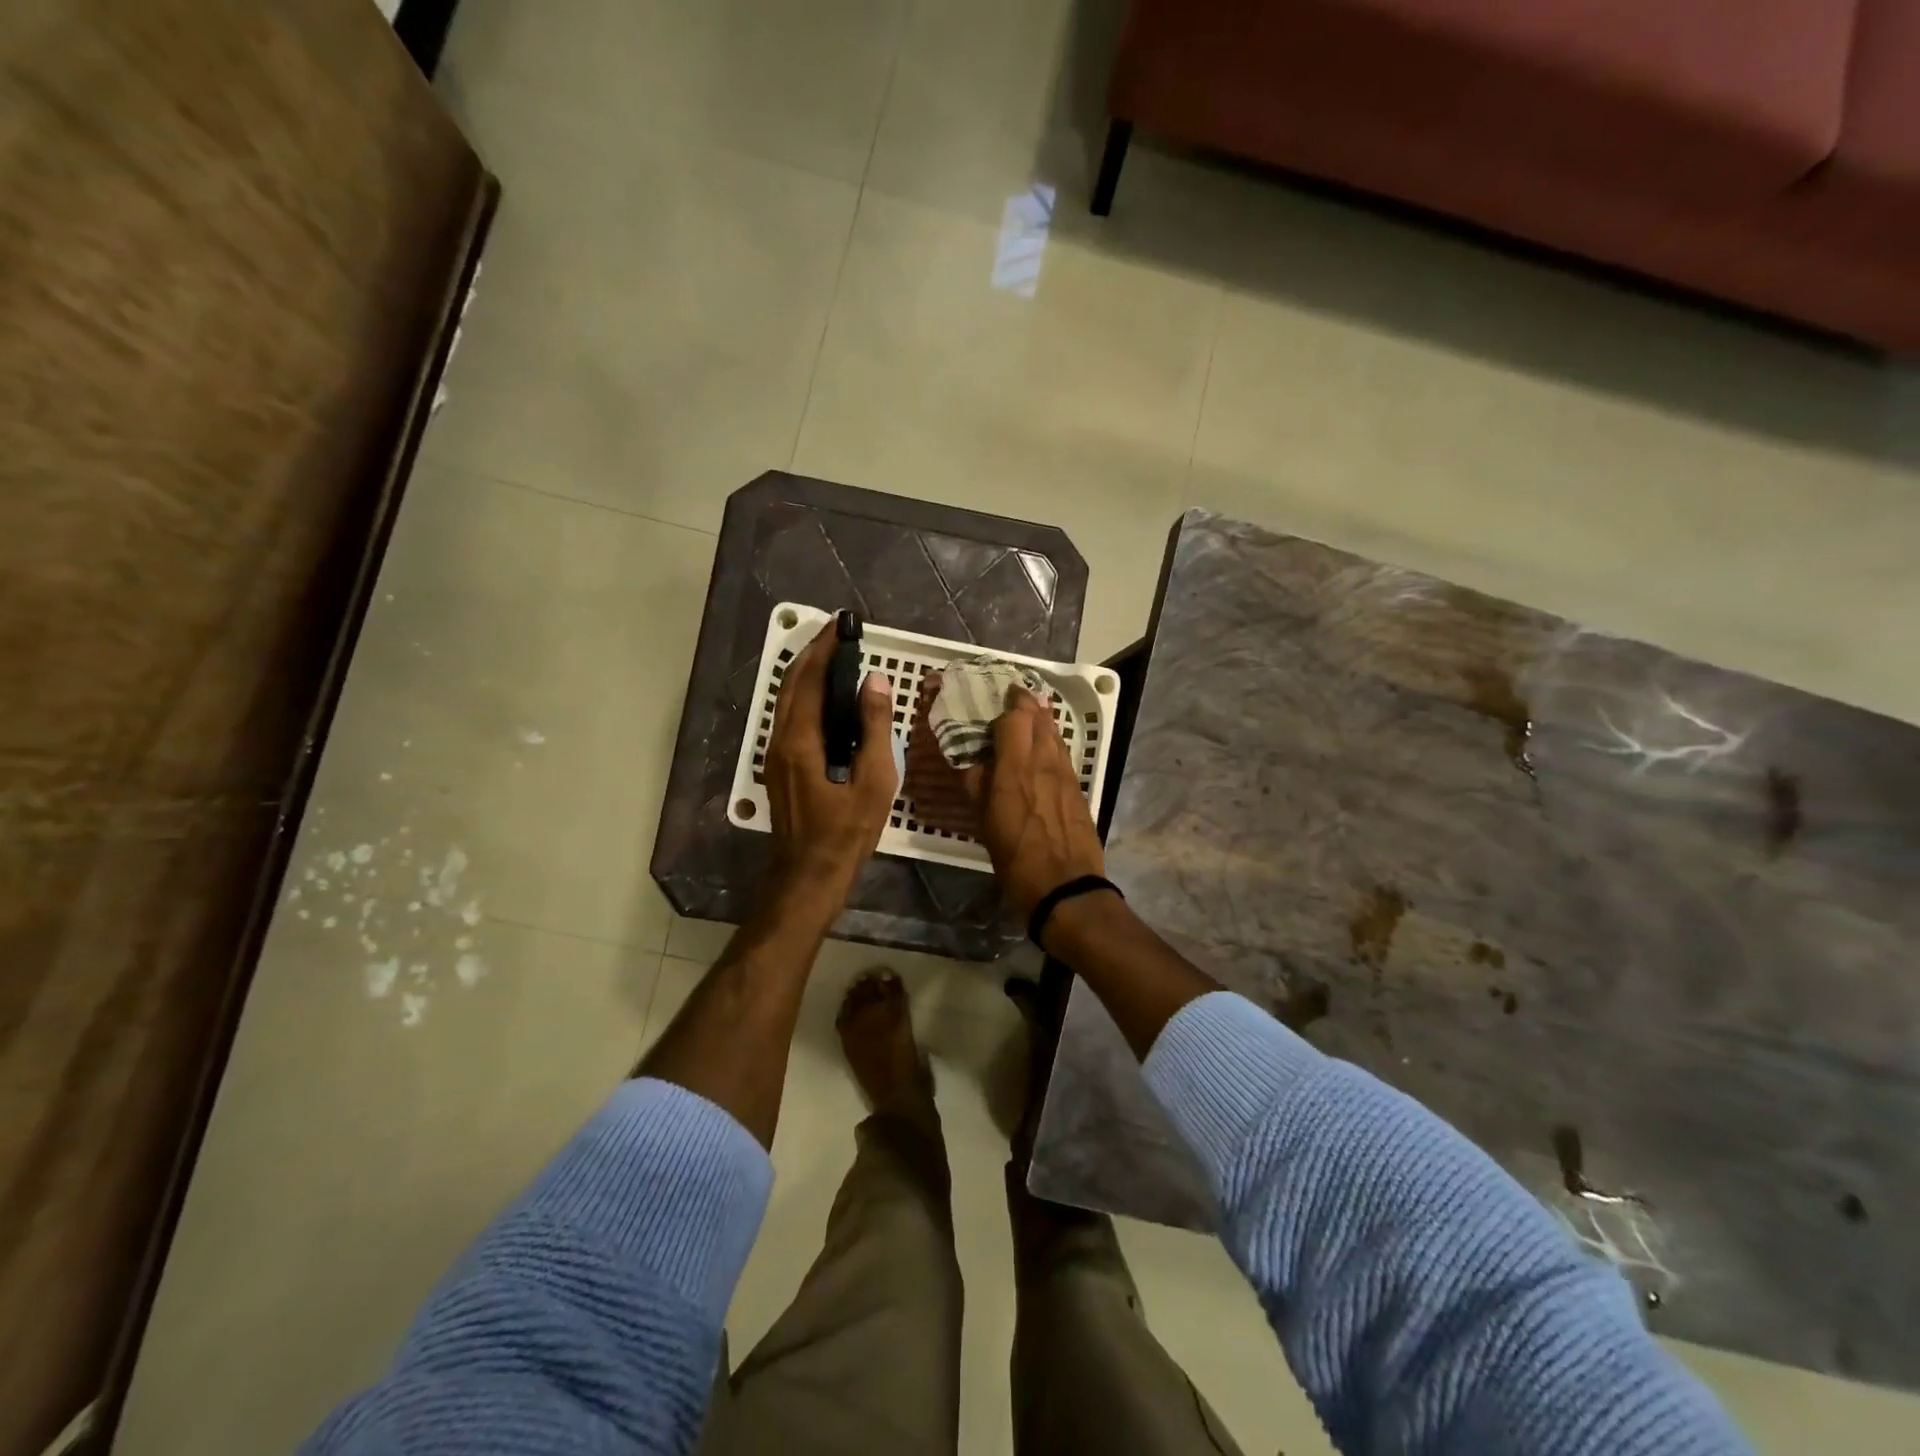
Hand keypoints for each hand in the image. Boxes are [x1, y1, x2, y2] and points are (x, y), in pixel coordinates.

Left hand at [763, 623, 898, 901]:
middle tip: (838, 634)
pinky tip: (827, 700)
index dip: (826, 649)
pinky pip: (790, 718)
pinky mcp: (779, 767)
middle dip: (812, 654)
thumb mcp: (874, 781)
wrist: (809, 875)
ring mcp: (775, 755)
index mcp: (801, 740)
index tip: (842, 625)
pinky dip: (806, 697)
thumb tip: (874, 681)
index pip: (811, 680)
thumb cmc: (847, 832)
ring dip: (807, 674)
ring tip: (834, 658)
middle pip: (792, 684)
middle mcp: (780, 740)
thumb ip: (874, 728)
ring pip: (787, 700)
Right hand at [961, 686, 1105, 920]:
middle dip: (1025, 704)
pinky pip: (1063, 753)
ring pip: (1055, 733)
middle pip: (1040, 717)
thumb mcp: (985, 823)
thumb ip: (977, 785)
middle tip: (1011, 700)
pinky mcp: (1078, 788)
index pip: (1015, 717)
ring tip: (1028, 718)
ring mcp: (1066, 774)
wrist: (1066, 887)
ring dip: (1041, 720)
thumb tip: (971, 762)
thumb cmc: (1016, 858)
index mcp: (1016, 768)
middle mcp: (1044, 762)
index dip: (1006, 704)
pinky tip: (1043, 751)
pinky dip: (1052, 743)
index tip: (995, 698)